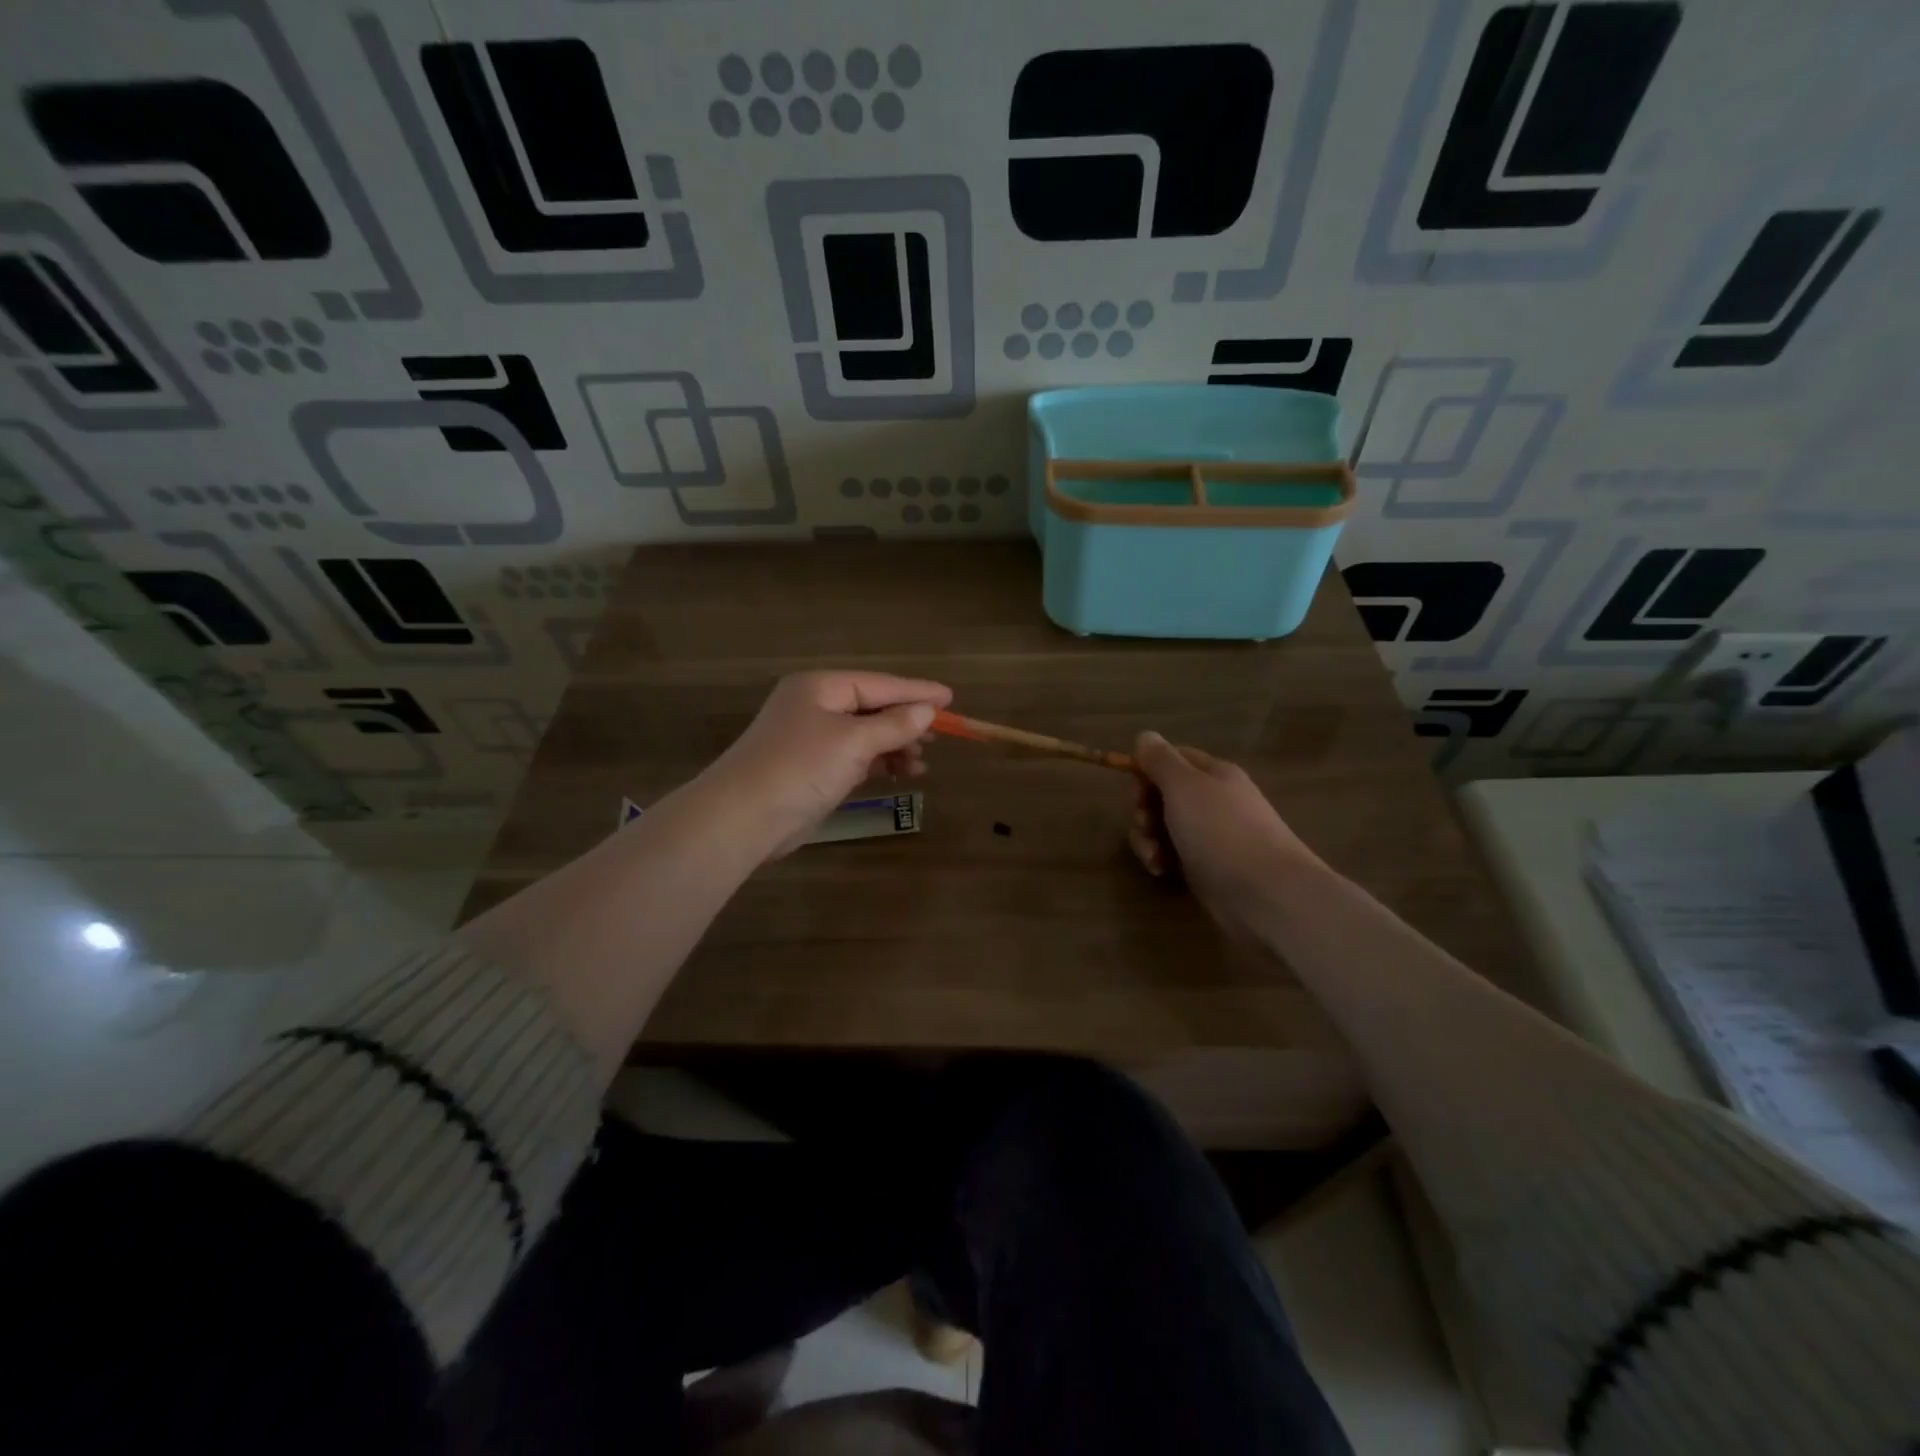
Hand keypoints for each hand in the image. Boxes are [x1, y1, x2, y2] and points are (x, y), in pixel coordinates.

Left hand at [701, 671, 952, 857]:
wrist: (743, 818)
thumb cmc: (800, 767)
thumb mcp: (853, 742)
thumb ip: (893, 725)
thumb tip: (927, 711)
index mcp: (820, 687)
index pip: (879, 684)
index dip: (917, 691)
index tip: (950, 698)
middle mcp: (815, 706)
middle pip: (872, 706)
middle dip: (907, 721)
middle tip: (941, 734)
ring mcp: (812, 738)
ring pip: (865, 734)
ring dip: (895, 745)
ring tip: (923, 761)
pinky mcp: (812, 768)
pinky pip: (855, 756)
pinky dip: (879, 762)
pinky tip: (901, 772)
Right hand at [1129, 732, 1326, 933]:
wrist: (1265, 893)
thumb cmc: (1221, 831)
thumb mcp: (1184, 786)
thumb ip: (1160, 760)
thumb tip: (1145, 736)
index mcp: (1213, 773)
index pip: (1172, 758)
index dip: (1147, 770)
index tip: (1136, 791)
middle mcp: (1214, 800)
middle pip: (1163, 794)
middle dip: (1144, 810)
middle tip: (1145, 826)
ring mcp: (1212, 834)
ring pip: (1164, 826)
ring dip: (1148, 838)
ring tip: (1153, 857)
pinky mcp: (1208, 866)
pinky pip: (1174, 854)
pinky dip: (1162, 859)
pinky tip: (1162, 872)